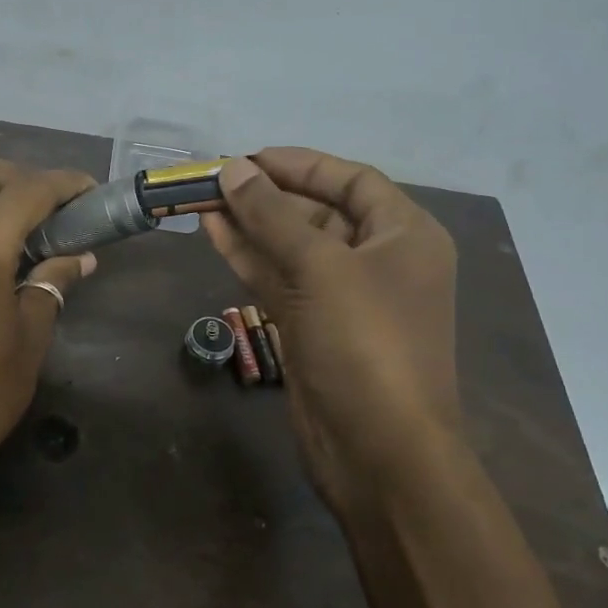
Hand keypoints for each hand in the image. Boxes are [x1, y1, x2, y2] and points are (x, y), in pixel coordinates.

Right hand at [202, 149, 467, 520]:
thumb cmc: (365, 343)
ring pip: (292, 248)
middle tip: (214, 180)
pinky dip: (249, 258)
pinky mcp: (313, 327)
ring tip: (202, 201)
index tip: (248, 157)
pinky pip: (280, 280)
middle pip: (318, 213)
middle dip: (267, 196)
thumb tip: (233, 168)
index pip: (352, 180)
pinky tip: (214, 234)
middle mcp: (378, 260)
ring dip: (250, 225)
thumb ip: (273, 215)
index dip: (301, 165)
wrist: (378, 450)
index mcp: (405, 235)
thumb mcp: (321, 267)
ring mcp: (343, 297)